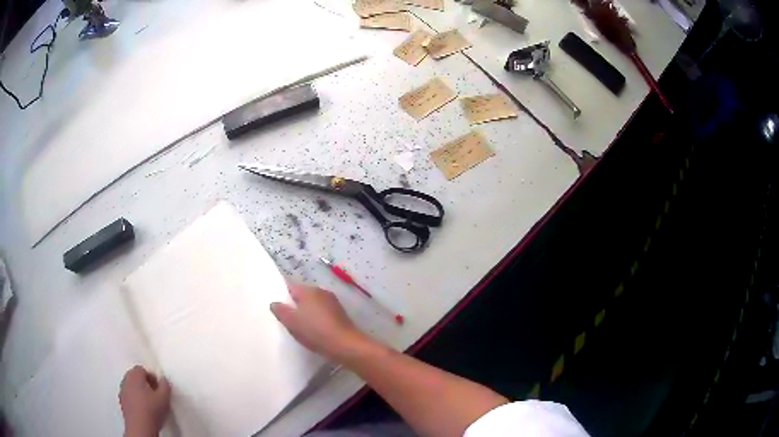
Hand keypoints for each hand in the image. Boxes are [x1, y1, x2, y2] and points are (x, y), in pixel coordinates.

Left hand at [119, 366, 170, 436]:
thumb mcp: (165, 397)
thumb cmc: (151, 411)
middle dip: (145, 384)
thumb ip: (165, 385)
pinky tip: (144, 410)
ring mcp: (122, 392)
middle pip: (135, 377)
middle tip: (155, 394)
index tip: (159, 387)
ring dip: (140, 393)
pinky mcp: (122, 404)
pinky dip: (136, 401)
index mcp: (134, 375)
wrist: (141, 427)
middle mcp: (125, 380)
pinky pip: (129, 397)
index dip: (152, 378)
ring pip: (132, 387)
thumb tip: (164, 382)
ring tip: (151, 404)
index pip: (143, 369)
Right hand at [271, 283, 371, 361]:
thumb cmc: (315, 331)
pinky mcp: (340, 315)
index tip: (277, 308)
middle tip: (285, 319)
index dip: (282, 296)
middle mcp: (322, 292)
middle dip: (294, 306)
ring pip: (313, 306)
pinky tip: (313, 332)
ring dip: (306, 314)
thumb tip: (275, 303)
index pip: (290, 287)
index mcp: (309, 290)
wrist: (345, 345)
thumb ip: (280, 310)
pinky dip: (316, 320)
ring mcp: (333, 303)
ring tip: (298, 328)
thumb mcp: (291, 322)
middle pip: (303, 296)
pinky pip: (322, 314)